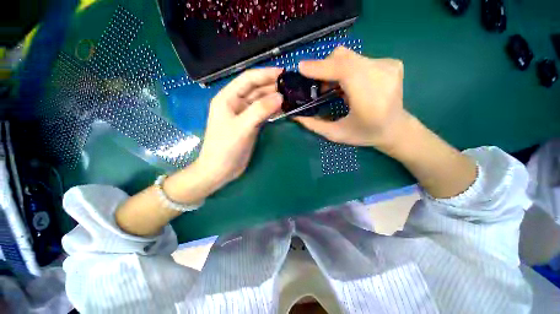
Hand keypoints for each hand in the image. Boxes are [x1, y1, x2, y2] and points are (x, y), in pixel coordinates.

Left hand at [195, 68, 283, 189]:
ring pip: (261, 102)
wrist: (220, 170)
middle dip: (272, 86)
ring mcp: (244, 115)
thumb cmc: (225, 147)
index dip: (265, 74)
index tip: (284, 73)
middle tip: (291, 86)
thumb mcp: (242, 127)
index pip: (248, 79)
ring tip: (291, 96)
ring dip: (274, 99)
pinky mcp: (250, 125)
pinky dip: (273, 110)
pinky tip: (283, 109)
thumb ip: (260, 110)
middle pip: (256, 89)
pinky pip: (263, 113)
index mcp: (227, 98)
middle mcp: (236, 103)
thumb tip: (280, 96)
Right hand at [295, 46, 408, 150]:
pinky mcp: (391, 62)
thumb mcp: (336, 135)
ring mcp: (389, 67)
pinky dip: (347, 69)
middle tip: (318, 85)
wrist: (396, 128)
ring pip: (350, 56)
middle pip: (345, 58)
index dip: (321, 67)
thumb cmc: (365, 134)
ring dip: (334, 69)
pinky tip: (348, 84)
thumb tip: (295, 115)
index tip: (302, 68)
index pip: (345, 71)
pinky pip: (359, 59)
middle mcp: (382, 78)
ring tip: (332, 87)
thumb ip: (314, 125)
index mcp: (370, 100)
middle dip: (324, 67)